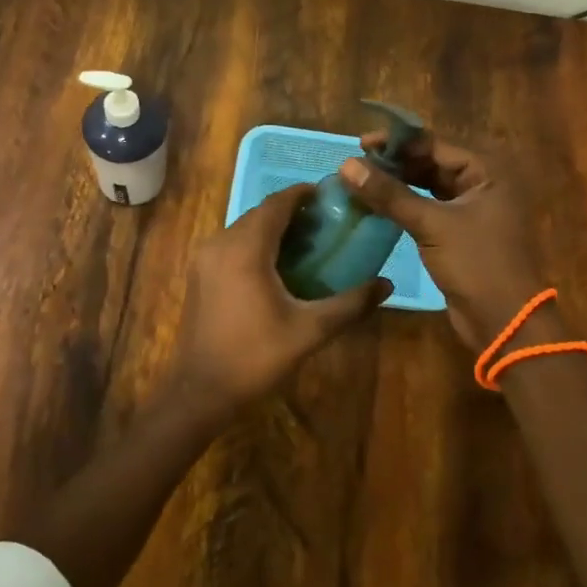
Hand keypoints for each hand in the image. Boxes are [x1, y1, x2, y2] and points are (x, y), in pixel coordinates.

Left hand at [174, 183, 390, 420]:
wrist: (200, 391)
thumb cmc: (255, 358)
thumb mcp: (309, 331)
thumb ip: (350, 304)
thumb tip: (386, 284)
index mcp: (246, 249)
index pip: (276, 204)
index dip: (303, 194)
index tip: (331, 196)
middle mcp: (220, 243)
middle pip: (260, 213)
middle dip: (291, 212)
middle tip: (326, 224)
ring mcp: (205, 259)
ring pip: (244, 228)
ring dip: (273, 228)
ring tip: (307, 243)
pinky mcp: (199, 275)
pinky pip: (232, 244)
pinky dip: (256, 243)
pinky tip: (277, 266)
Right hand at [341, 133, 547, 352]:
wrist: (505, 321)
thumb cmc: (476, 263)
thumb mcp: (431, 225)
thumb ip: (389, 194)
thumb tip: (346, 165)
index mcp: (486, 172)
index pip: (435, 145)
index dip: (397, 143)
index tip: (361, 144)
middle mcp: (482, 184)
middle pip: (432, 164)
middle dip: (396, 163)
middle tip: (357, 165)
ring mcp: (473, 209)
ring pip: (429, 187)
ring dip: (398, 184)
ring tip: (362, 182)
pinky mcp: (461, 233)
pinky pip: (429, 209)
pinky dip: (406, 205)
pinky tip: (378, 206)